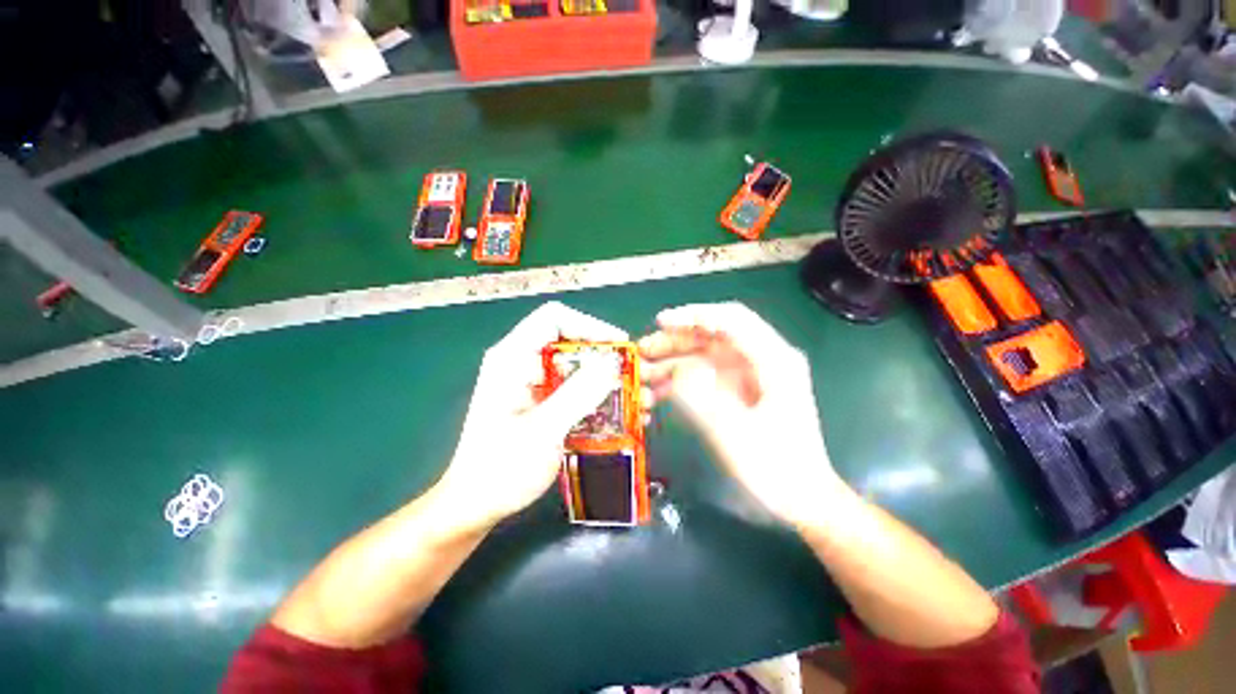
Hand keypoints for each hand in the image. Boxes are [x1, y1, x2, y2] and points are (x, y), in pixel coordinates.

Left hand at [439, 302, 626, 527]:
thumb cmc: (500, 469)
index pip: (554, 319)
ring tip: (639, 399)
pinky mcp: (544, 403)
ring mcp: (535, 384)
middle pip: (572, 344)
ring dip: (609, 382)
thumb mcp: (543, 430)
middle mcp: (524, 364)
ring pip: (579, 369)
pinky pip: (577, 391)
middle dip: (607, 359)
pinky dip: (600, 399)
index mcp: (513, 358)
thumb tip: (613, 362)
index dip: (590, 326)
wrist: (475, 507)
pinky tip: (623, 416)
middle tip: (636, 377)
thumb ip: (578, 393)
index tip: (619, 346)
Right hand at [639, 302, 845, 527]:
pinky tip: (655, 396)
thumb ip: (703, 398)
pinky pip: (702, 378)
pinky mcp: (735, 393)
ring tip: (641, 378)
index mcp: (772, 360)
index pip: (731, 319)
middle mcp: (759, 361)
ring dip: (671, 364)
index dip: (694, 315)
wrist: (800, 499)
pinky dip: (679, 384)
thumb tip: (676, 370)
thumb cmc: (777, 468)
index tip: (661, 322)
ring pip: (702, 357)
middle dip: (674, 342)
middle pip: (712, 336)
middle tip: (641, 353)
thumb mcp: (735, 432)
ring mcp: (746, 377)